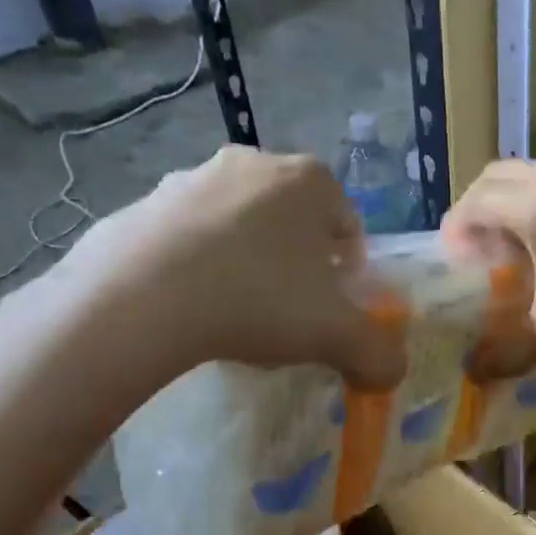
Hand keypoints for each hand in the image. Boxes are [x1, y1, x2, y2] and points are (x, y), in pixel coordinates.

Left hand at [53, 147, 404, 386]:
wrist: (143, 297)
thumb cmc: (259, 300)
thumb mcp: (336, 335)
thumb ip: (378, 354)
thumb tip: (392, 371)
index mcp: (309, 181)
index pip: (348, 226)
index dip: (348, 273)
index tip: (332, 311)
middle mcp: (253, 163)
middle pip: (293, 223)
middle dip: (298, 266)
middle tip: (288, 314)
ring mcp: (193, 178)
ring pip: (240, 226)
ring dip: (248, 263)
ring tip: (237, 313)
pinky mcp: (145, 203)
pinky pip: (190, 237)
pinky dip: (199, 265)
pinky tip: (192, 306)